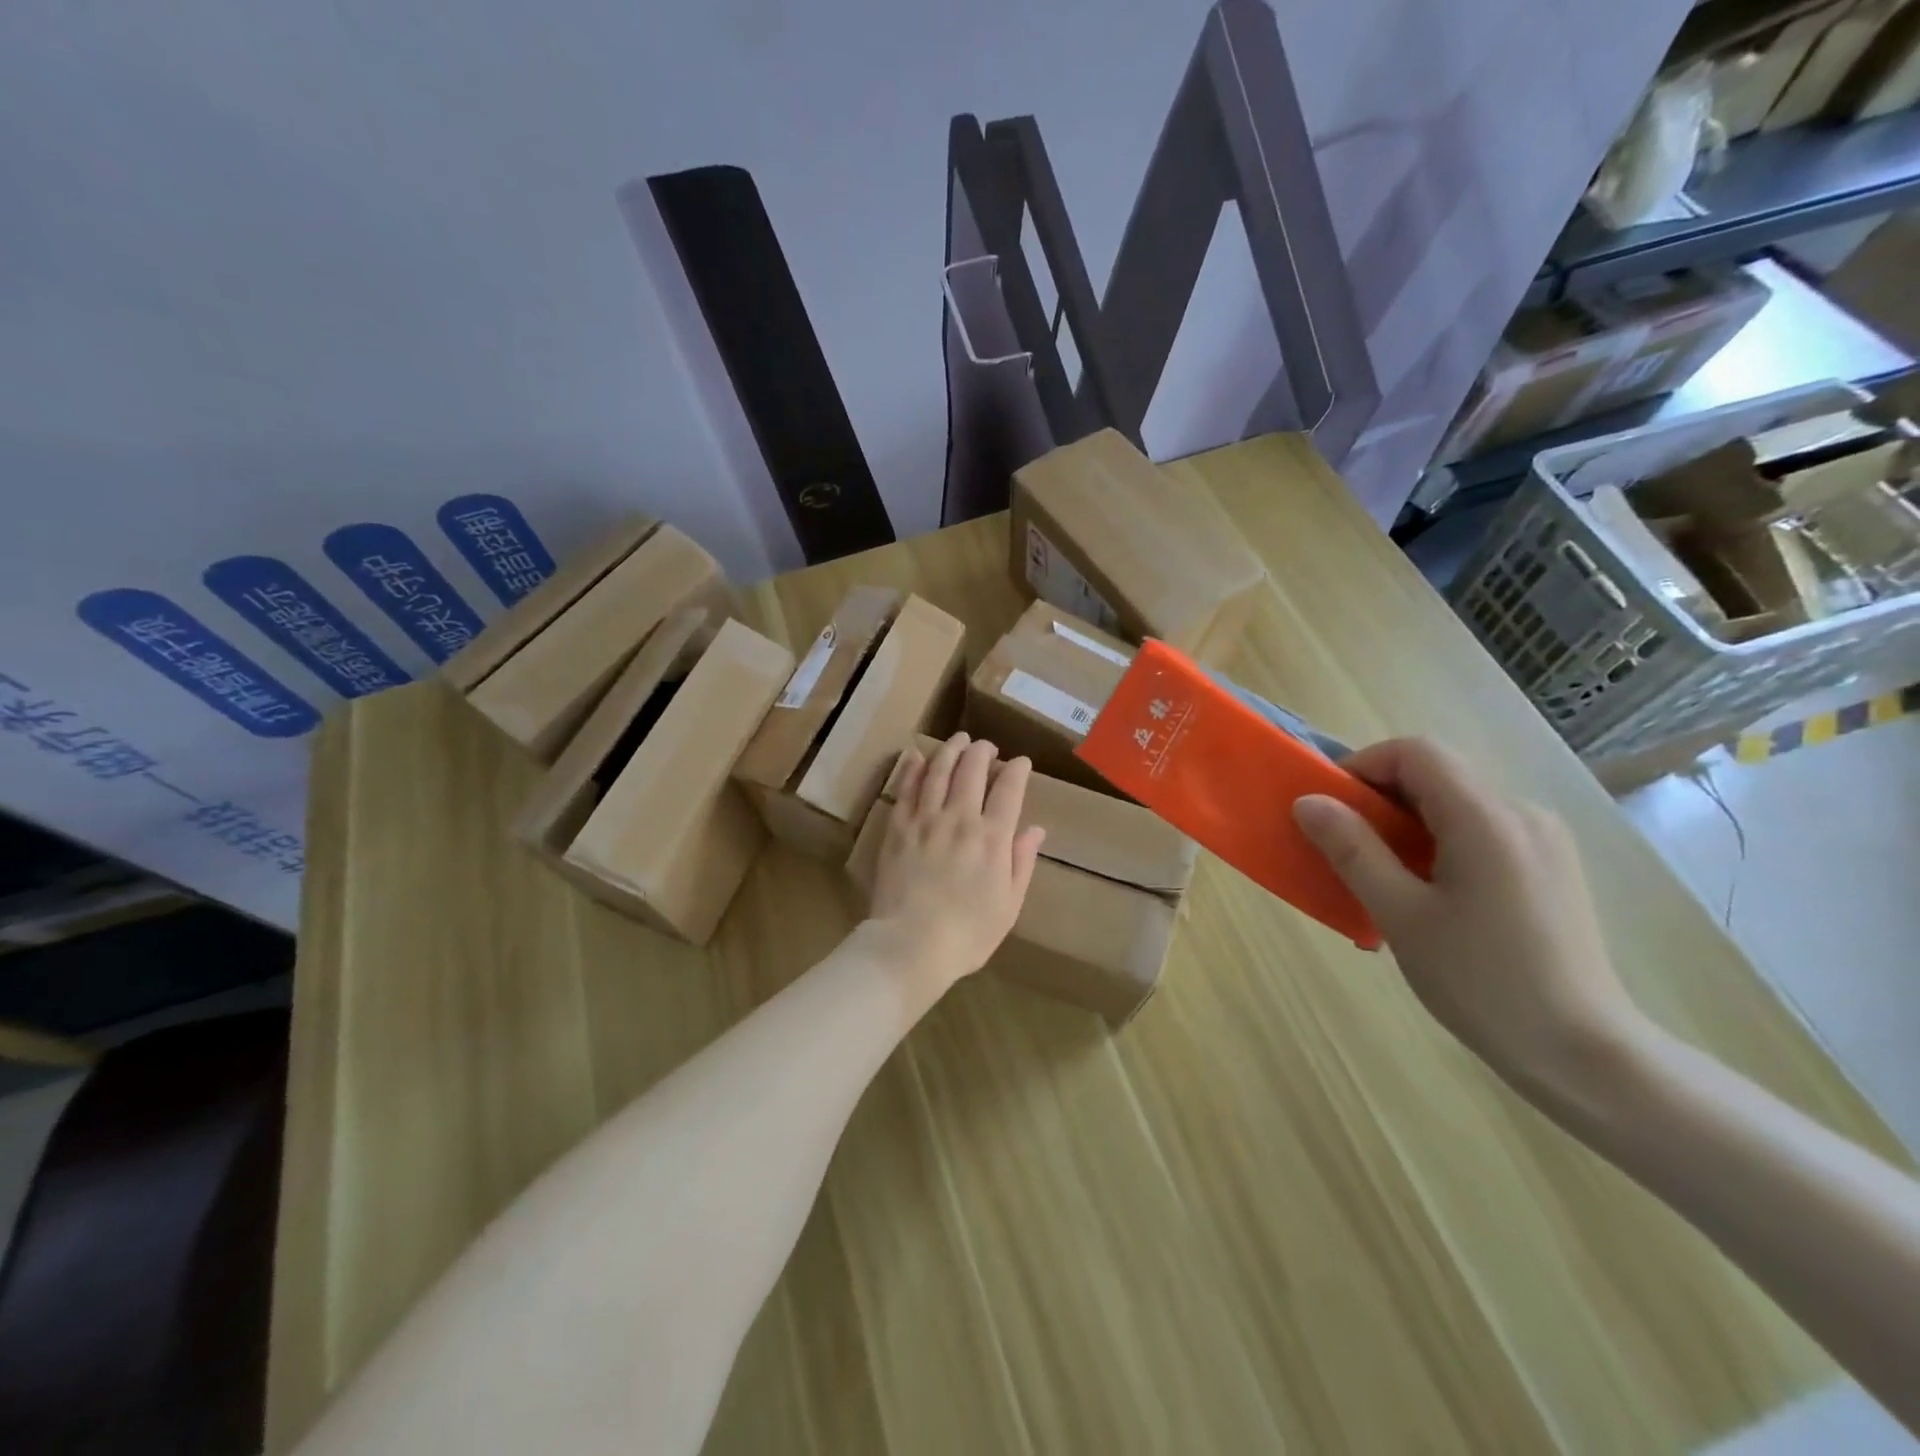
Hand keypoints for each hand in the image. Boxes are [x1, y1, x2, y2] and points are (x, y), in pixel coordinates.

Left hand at [868, 732, 1045, 991]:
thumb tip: (1035, 830)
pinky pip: (906, 788)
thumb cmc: (968, 934)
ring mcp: (925, 820)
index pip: (1009, 789)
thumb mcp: (1009, 905)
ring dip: (951, 750)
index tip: (1021, 762)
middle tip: (987, 748)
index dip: (1017, 770)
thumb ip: (1022, 862)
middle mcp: (960, 819)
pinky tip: (918, 756)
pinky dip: (914, 768)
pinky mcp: (898, 827)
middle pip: (972, 770)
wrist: (911, 945)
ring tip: (959, 740)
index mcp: (992, 838)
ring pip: (939, 770)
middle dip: (983, 751)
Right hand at [1292, 738, 1649, 1104]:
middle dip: (1380, 800)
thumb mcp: (1401, 915)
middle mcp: (1522, 815)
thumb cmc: (1482, 982)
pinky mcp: (1549, 868)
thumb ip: (1353, 850)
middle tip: (1345, 847)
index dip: (1363, 766)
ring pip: (1456, 805)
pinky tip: (1426, 896)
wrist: (1583, 1054)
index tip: (1330, 808)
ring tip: (1380, 880)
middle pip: (1437, 775)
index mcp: (1487, 819)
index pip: (1416, 753)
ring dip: (1406, 825)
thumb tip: (1308, 802)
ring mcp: (1542, 841)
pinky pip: (1479, 833)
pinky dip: (1437, 845)